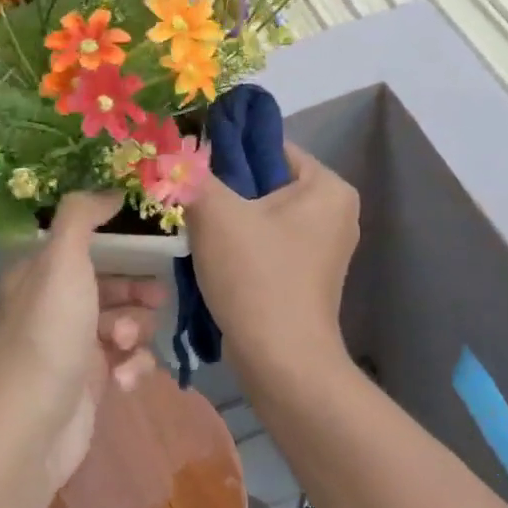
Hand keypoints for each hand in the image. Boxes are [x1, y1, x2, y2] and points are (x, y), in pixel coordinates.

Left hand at [0, 192, 162, 490]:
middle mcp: (51, 305)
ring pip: (123, 321)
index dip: (120, 239)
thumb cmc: (47, 335)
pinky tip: (124, 380)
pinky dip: (131, 366)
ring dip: (134, 331)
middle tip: (158, 297)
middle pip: (109, 282)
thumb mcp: (62, 261)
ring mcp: (71, 346)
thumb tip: (110, 186)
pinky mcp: (89, 382)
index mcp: (37, 273)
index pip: (84, 242)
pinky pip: (125, 359)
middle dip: (135, 291)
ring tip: (126, 344)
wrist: (30, 431)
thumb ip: (83, 216)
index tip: (156, 237)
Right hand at [184, 141, 358, 378]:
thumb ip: (193, 174)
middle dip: (223, 189)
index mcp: (328, 186)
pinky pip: (266, 242)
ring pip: (261, 214)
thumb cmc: (257, 277)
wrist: (281, 362)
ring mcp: (322, 246)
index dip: (224, 150)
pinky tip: (210, 255)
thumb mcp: (216, 213)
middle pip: (264, 181)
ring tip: (193, 226)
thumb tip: (172, 151)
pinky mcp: (306, 275)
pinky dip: (239, 244)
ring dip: (227, 219)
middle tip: (184, 197)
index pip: (268, 145)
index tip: (186, 164)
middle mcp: (335, 211)